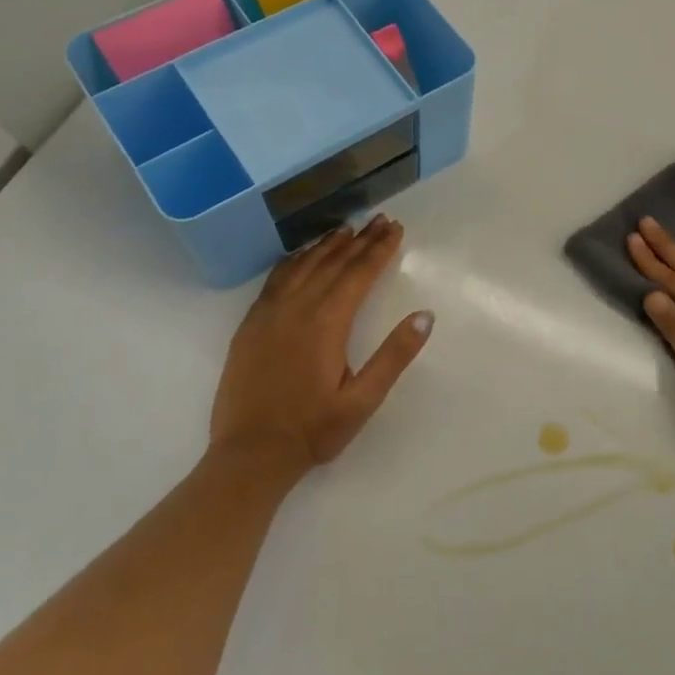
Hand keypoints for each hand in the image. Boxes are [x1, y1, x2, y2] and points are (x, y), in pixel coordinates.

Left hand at [208, 215, 432, 484]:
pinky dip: (294, 260)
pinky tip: (301, 256)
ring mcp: (268, 314)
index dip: (379, 249)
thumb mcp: (364, 400)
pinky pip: (275, 279)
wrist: (250, 454)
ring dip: (326, 245)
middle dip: (359, 240)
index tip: (395, 229)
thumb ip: (394, 356)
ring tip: (346, 229)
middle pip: (332, 263)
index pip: (358, 274)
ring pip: (302, 266)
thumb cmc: (313, 430)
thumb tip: (424, 315)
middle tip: (378, 220)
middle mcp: (296, 308)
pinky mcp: (250, 325)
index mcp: (326, 323)